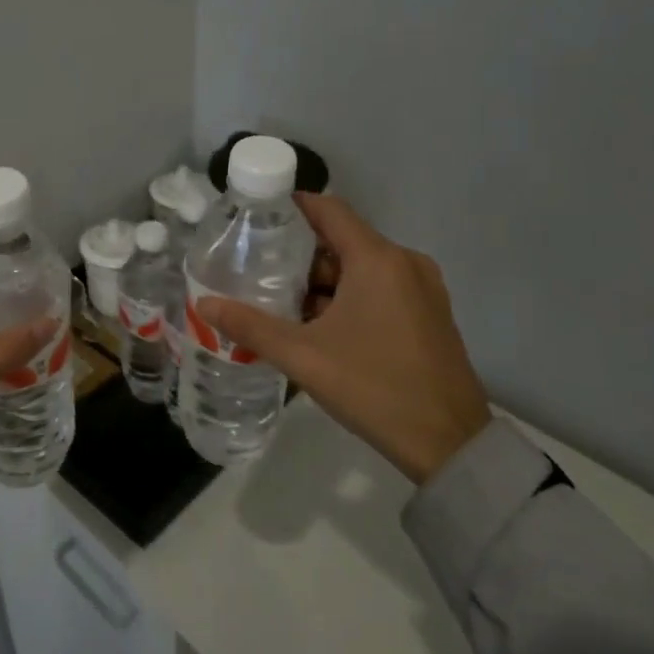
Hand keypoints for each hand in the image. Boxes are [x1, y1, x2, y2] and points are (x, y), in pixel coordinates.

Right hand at [196, 194, 490, 484]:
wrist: (450, 445)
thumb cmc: (373, 388)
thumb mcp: (303, 356)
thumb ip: (250, 326)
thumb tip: (203, 304)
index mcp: (378, 259)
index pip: (329, 209)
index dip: (292, 208)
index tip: (256, 218)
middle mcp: (405, 263)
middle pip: (342, 240)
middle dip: (300, 256)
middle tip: (258, 271)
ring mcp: (423, 289)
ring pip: (361, 267)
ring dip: (323, 281)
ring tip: (281, 303)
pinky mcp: (430, 313)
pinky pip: (380, 288)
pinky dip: (349, 296)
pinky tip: (320, 326)